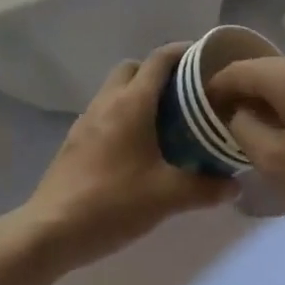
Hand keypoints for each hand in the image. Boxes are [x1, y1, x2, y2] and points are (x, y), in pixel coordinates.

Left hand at [12, 45, 235, 272]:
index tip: (206, 60)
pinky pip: (104, 112)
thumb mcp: (167, 197)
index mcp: (131, 103)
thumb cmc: (112, 203)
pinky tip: (137, 148)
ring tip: (166, 122)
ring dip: (139, 95)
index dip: (183, 52)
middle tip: (185, 96)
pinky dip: (123, 116)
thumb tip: (235, 186)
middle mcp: (107, 102)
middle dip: (159, 73)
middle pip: (134, 68)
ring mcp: (86, 120)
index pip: (159, 60)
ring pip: (116, 90)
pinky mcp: (74, 141)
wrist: (50, 232)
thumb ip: (205, 188)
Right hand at [206, 58, 284, 238]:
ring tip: (252, 128)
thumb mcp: (275, 161)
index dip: (215, 86)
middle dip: (241, 91)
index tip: (201, 108)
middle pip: (265, 70)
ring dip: (266, 99)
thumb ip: (244, 129)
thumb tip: (238, 112)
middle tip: (222, 120)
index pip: (240, 69)